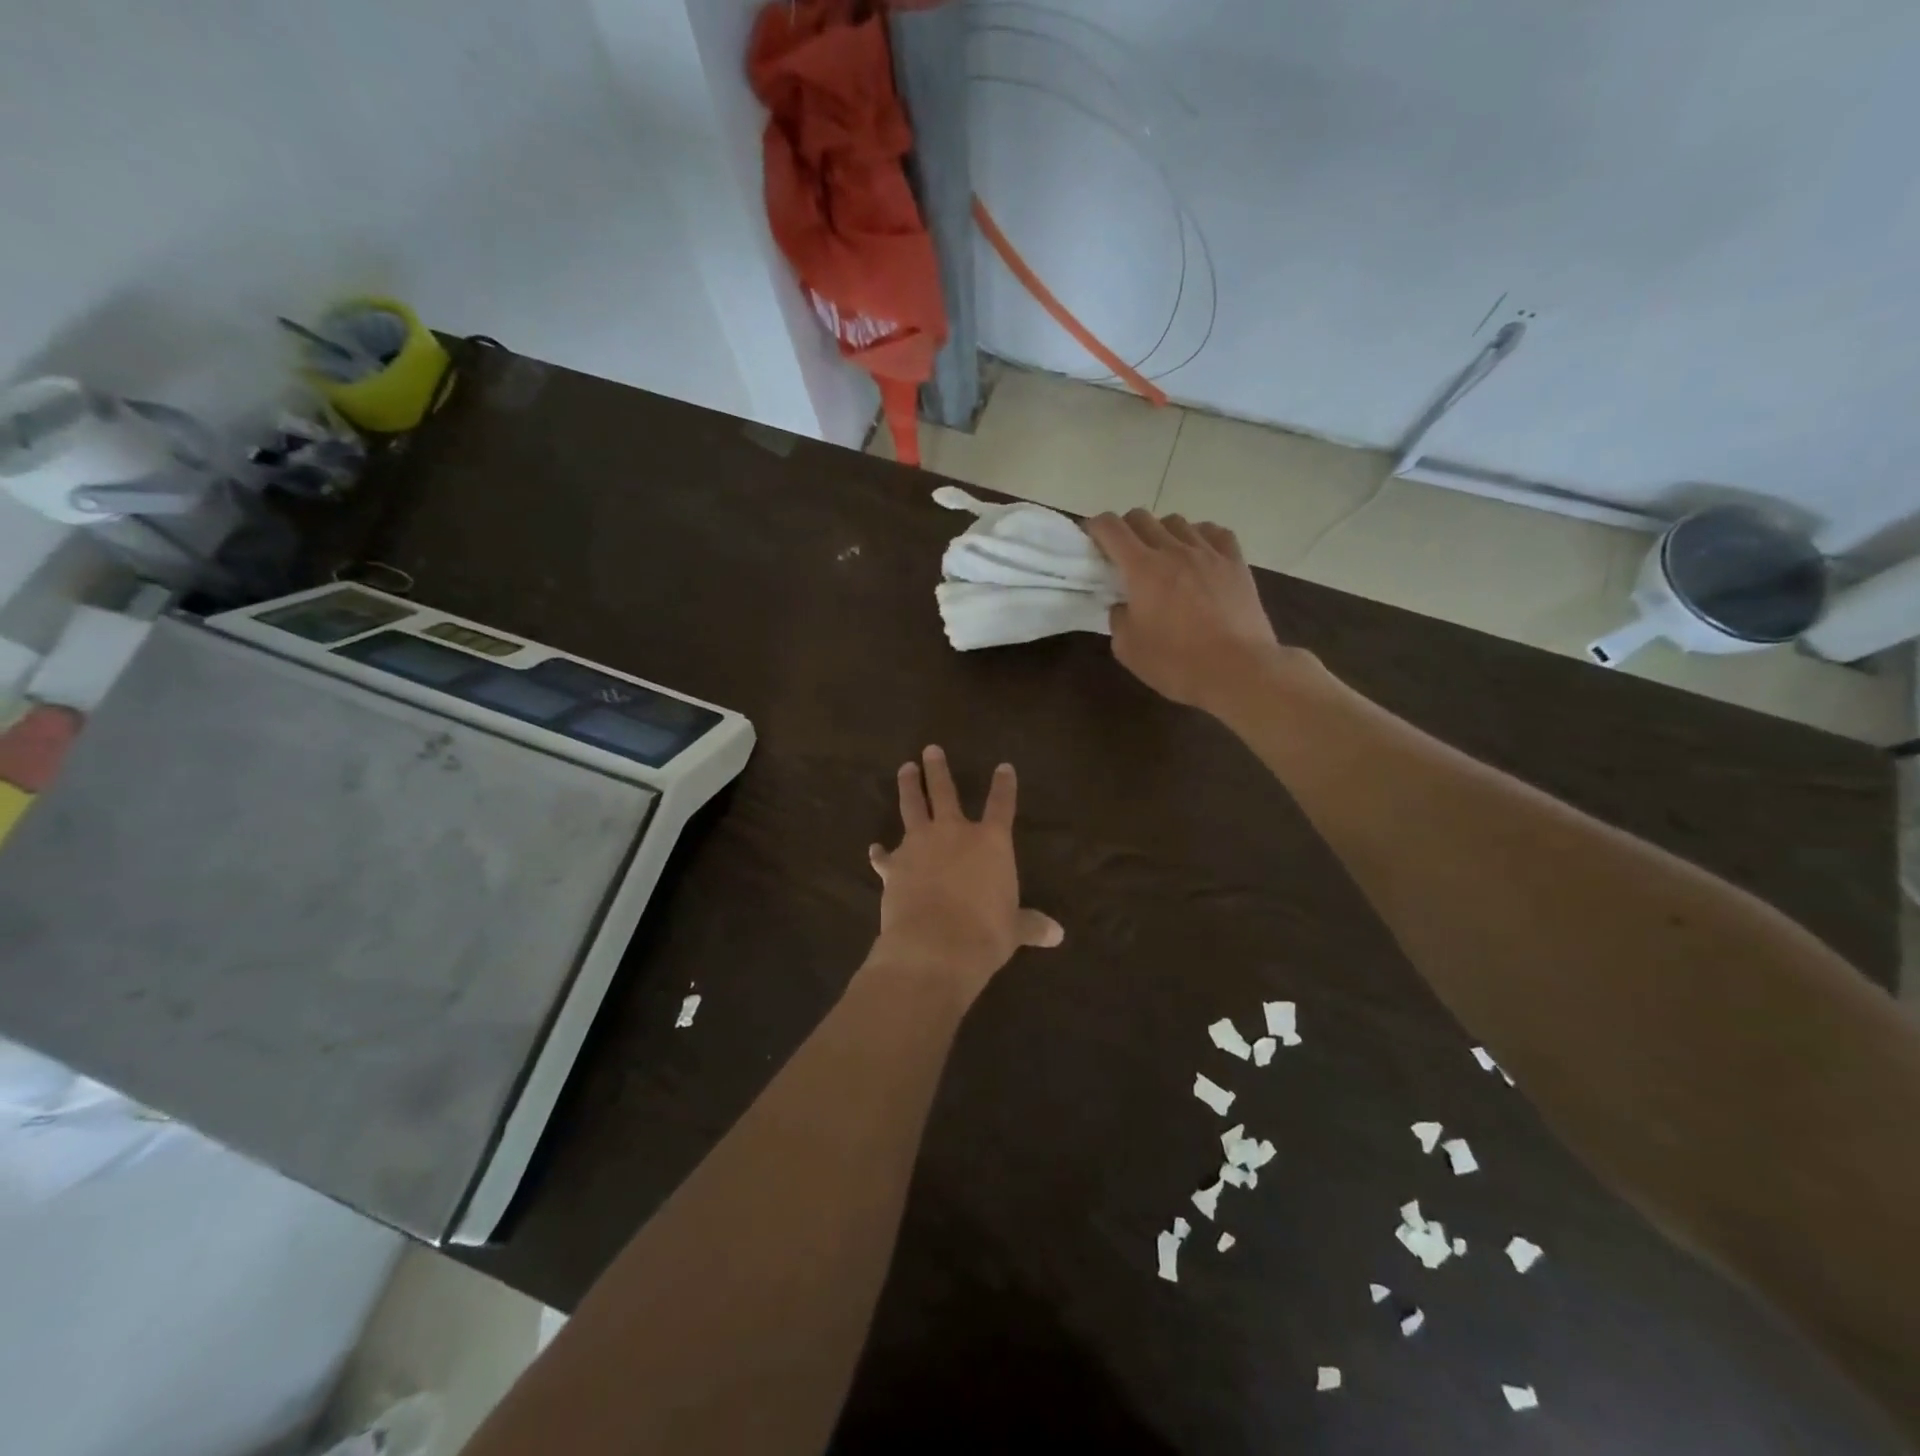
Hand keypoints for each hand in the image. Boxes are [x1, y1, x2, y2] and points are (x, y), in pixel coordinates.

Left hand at [867, 746, 1063, 998]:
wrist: (934, 946)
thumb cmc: (985, 934)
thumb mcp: (1014, 929)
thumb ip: (1031, 924)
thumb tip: (1057, 934)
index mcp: (991, 842)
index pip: (1001, 805)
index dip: (1004, 785)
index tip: (1003, 767)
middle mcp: (954, 833)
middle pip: (945, 791)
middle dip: (937, 769)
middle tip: (930, 749)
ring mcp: (919, 845)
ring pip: (912, 807)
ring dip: (908, 786)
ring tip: (905, 768)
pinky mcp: (893, 866)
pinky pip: (885, 856)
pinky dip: (881, 853)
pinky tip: (875, 850)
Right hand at [1085, 509, 1305, 717]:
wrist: (1238, 671)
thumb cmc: (1176, 663)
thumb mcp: (1128, 649)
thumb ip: (1118, 619)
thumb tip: (1124, 604)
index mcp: (1142, 569)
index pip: (1111, 528)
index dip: (1095, 527)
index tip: (1090, 538)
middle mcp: (1174, 550)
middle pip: (1142, 517)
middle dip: (1125, 528)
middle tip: (1122, 552)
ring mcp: (1208, 553)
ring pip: (1178, 522)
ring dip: (1162, 532)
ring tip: (1162, 555)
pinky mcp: (1236, 562)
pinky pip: (1215, 532)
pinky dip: (1199, 535)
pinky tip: (1198, 553)